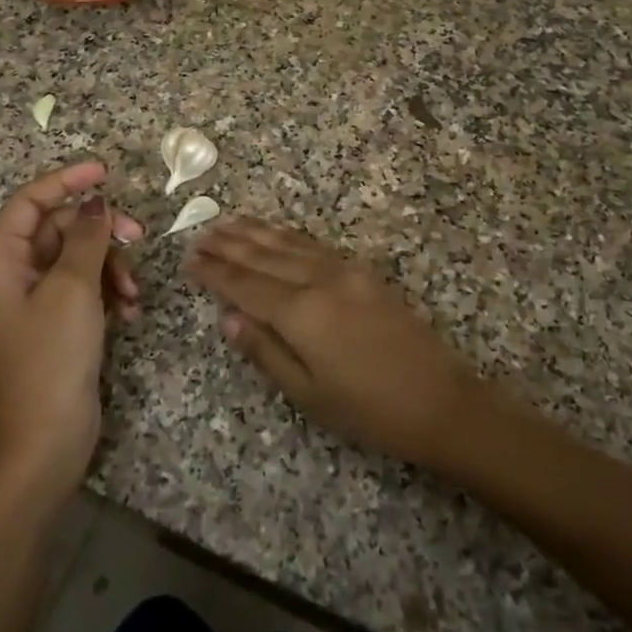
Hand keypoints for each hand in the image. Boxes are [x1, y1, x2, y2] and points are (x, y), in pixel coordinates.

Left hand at [0, 162, 143, 499]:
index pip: (29, 202)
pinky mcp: (54, 324)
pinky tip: (128, 311)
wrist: (46, 442)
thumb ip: (86, 238)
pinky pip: (82, 288)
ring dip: (110, 267)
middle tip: (138, 238)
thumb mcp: (73, 290)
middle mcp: (10, 275)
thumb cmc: (51, 358)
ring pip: (76, 258)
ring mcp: (32, 302)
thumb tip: (95, 203)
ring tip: (132, 294)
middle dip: (100, 233)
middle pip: (58, 229)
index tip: (105, 171)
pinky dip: (107, 292)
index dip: (66, 180)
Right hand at [187, 217, 479, 464]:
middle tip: (200, 234)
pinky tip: (278, 233)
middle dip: (230, 245)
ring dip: (256, 232)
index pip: (245, 285)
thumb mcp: (308, 394)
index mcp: (300, 312)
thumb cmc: (369, 410)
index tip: (189, 259)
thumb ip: (265, 351)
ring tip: (229, 221)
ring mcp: (345, 271)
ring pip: (289, 243)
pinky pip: (315, 245)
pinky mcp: (364, 272)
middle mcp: (319, 280)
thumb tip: (228, 318)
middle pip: (264, 257)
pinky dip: (289, 236)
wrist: (441, 401)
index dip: (215, 272)